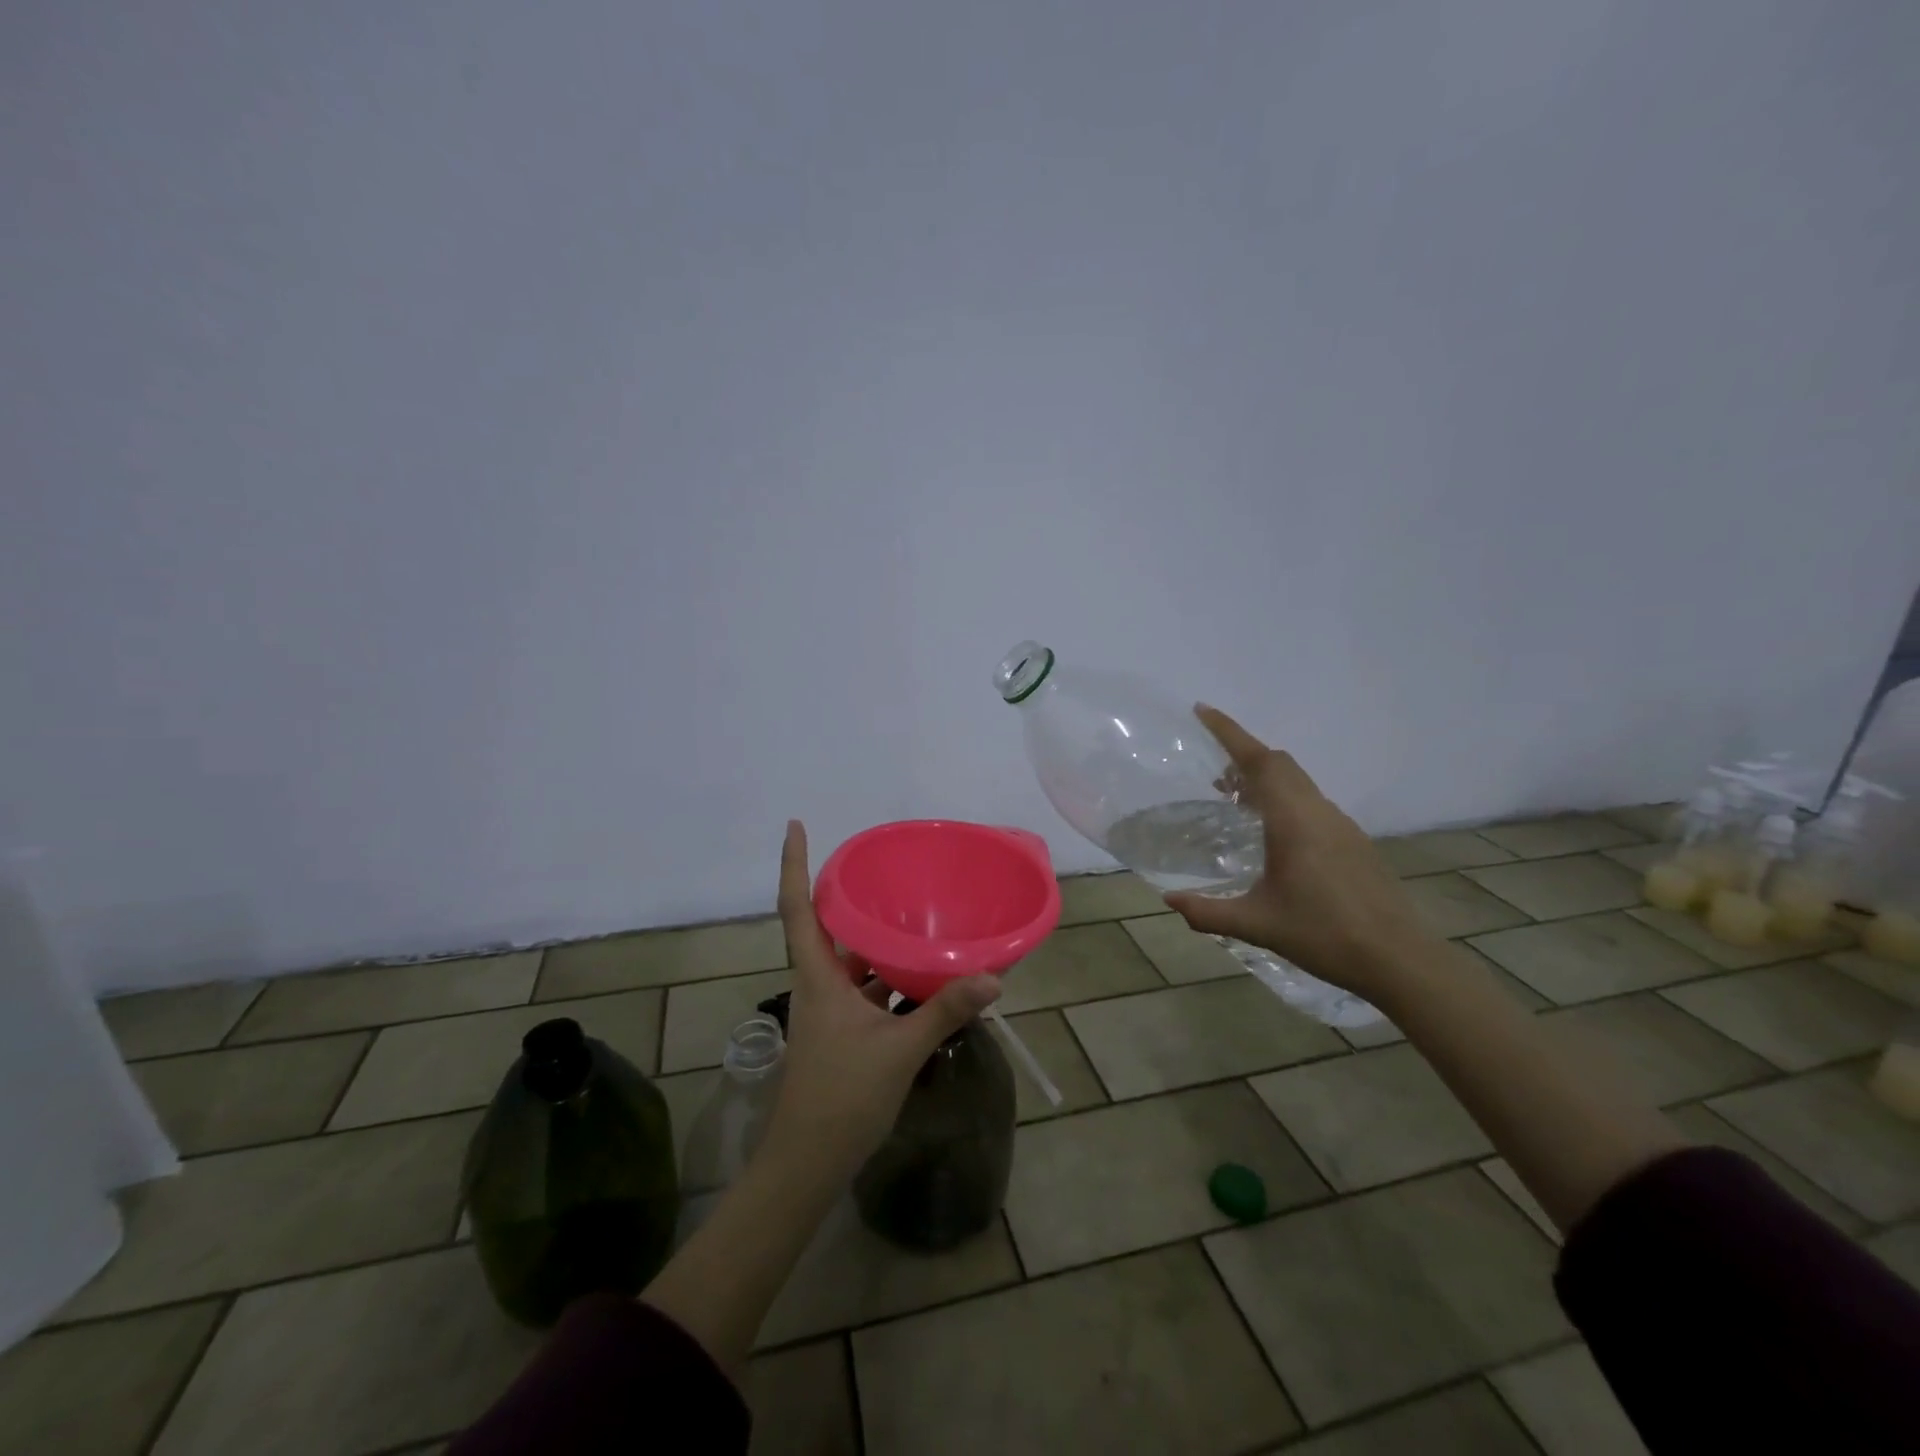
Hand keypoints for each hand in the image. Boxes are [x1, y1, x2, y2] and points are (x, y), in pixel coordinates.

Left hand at [765, 820, 1001, 1179]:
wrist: (808, 1163)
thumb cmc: (842, 1097)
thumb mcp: (899, 1049)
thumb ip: (945, 1010)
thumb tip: (992, 977)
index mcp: (817, 976)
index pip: (797, 907)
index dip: (793, 864)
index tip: (796, 825)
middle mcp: (817, 984)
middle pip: (823, 926)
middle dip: (844, 895)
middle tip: (879, 866)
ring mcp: (828, 1011)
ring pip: (848, 960)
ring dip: (871, 938)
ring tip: (908, 913)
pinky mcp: (841, 1032)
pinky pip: (864, 989)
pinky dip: (886, 976)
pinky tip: (920, 975)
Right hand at [1164, 705, 1429, 1000]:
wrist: (1398, 959)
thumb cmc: (1324, 934)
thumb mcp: (1257, 924)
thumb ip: (1208, 912)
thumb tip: (1168, 900)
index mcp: (1293, 820)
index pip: (1258, 761)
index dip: (1229, 732)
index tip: (1202, 712)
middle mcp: (1318, 812)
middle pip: (1280, 763)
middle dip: (1244, 754)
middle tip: (1213, 771)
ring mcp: (1341, 825)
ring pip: (1298, 782)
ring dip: (1266, 778)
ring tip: (1236, 801)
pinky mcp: (1353, 842)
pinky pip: (1311, 802)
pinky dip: (1285, 798)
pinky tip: (1273, 835)